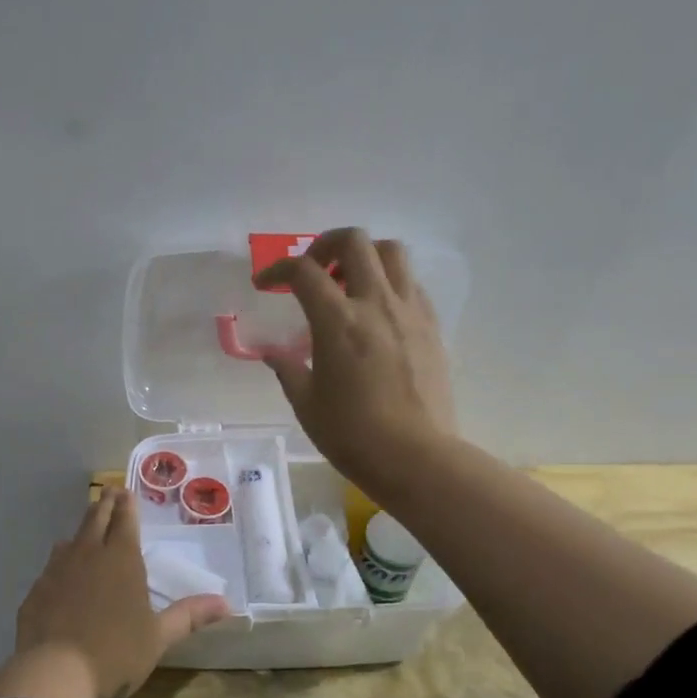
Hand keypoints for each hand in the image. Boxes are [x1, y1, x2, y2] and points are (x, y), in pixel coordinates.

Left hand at [0, 487, 228, 697]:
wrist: (53, 675)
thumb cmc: (115, 653)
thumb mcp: (158, 637)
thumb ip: (189, 616)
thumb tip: (227, 603)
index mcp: (121, 559)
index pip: (124, 519)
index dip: (126, 504)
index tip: (124, 491)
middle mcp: (87, 555)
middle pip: (95, 519)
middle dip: (104, 504)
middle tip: (108, 493)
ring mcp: (56, 571)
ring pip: (69, 541)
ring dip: (81, 533)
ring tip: (86, 533)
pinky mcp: (35, 592)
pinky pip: (50, 569)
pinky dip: (60, 565)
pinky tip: (61, 579)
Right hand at [253, 227, 457, 492]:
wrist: (416, 457)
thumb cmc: (352, 435)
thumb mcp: (306, 403)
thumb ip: (288, 369)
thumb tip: (274, 353)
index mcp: (338, 322)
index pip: (304, 272)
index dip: (277, 270)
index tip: (266, 284)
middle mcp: (376, 304)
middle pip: (354, 241)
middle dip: (324, 245)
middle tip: (313, 271)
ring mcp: (410, 311)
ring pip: (391, 252)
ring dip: (364, 255)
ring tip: (348, 283)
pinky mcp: (431, 326)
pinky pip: (411, 283)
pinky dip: (388, 282)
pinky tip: (376, 312)